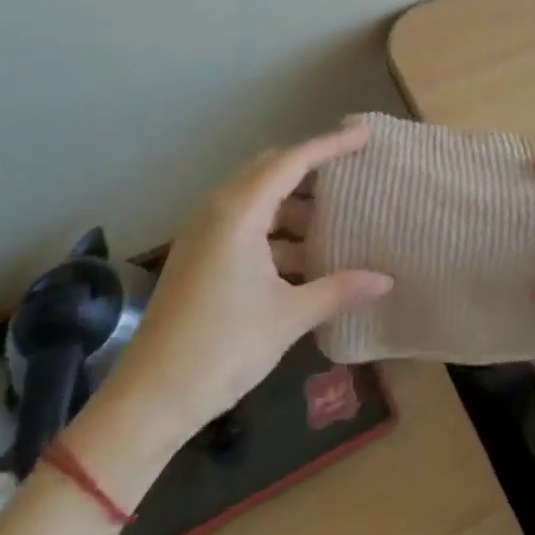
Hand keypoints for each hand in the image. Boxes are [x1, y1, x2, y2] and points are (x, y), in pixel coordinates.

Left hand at [106, 124, 391, 438]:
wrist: (147, 401)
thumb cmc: (221, 348)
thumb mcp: (288, 317)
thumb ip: (339, 290)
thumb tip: (386, 280)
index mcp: (239, 211)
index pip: (293, 160)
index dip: (331, 144)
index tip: (365, 134)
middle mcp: (219, 209)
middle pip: (272, 169)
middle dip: (312, 168)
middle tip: (352, 172)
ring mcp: (205, 232)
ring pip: (258, 198)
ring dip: (294, 204)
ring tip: (335, 220)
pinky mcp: (200, 256)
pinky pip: (246, 223)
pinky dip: (277, 230)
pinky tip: (304, 258)